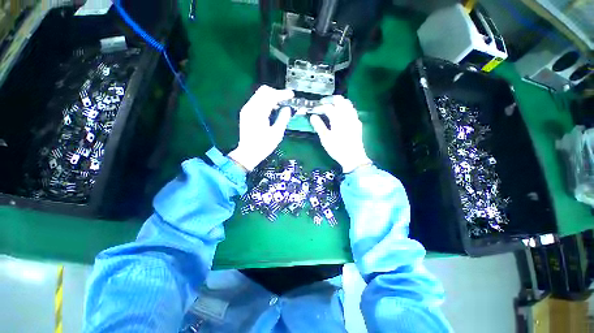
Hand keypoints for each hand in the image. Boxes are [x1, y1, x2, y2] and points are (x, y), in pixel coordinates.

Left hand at [228, 85, 293, 170]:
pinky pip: (257, 101)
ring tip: (281, 105)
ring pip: (259, 95)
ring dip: (271, 97)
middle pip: (264, 91)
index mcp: (258, 113)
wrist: (248, 153)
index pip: (271, 96)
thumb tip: (287, 108)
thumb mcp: (276, 134)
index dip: (282, 94)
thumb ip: (283, 118)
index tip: (291, 95)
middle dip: (276, 93)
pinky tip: (272, 110)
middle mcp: (250, 108)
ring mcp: (247, 109)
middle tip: (286, 100)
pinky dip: (265, 101)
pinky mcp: (246, 113)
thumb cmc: (263, 146)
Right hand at [310, 96, 371, 172]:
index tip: (313, 110)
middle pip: (339, 100)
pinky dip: (345, 107)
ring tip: (331, 106)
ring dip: (338, 102)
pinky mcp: (357, 123)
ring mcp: (354, 118)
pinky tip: (341, 114)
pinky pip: (352, 110)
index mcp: (338, 118)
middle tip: (321, 103)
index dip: (319, 107)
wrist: (353, 157)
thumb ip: (319, 125)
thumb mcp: (325, 138)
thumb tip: (312, 116)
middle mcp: (347, 115)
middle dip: (329, 99)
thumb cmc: (337, 148)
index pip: (327, 107)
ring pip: (347, 103)